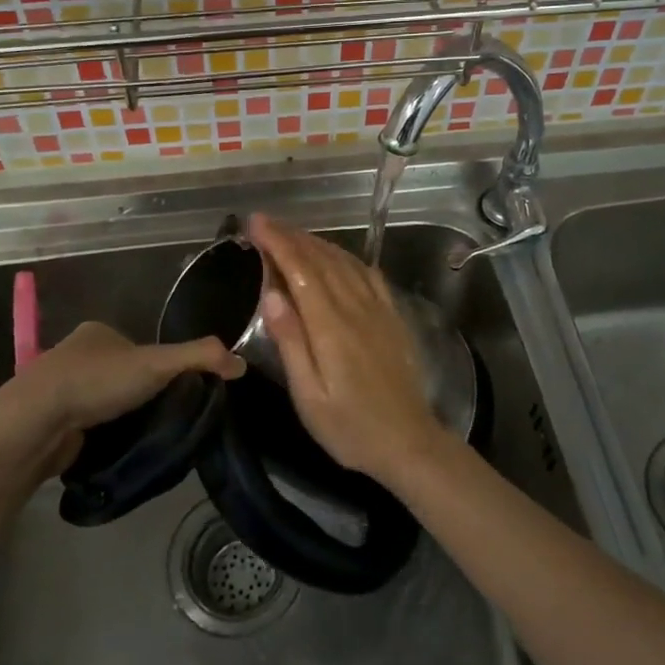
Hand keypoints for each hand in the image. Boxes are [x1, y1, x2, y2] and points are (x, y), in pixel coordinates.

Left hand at [14, 321, 243, 435]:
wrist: (35, 423)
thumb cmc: (96, 381)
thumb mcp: (157, 363)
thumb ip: (200, 358)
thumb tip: (242, 364)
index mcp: (98, 332)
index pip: (141, 347)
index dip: (163, 367)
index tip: (179, 392)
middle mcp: (76, 354)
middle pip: (123, 374)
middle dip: (142, 395)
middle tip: (167, 418)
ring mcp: (60, 389)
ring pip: (105, 402)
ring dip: (122, 417)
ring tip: (147, 438)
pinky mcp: (52, 422)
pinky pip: (88, 426)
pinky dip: (103, 436)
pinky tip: (117, 449)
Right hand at [247, 214, 443, 483]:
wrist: (409, 442)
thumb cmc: (350, 427)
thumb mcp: (309, 396)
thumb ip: (291, 342)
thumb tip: (271, 293)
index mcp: (331, 325)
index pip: (300, 269)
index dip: (276, 242)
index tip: (255, 223)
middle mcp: (356, 307)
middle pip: (321, 258)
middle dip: (291, 236)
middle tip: (265, 222)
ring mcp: (378, 309)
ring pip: (344, 262)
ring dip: (316, 242)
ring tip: (291, 233)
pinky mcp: (392, 317)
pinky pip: (368, 274)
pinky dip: (346, 257)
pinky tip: (336, 256)